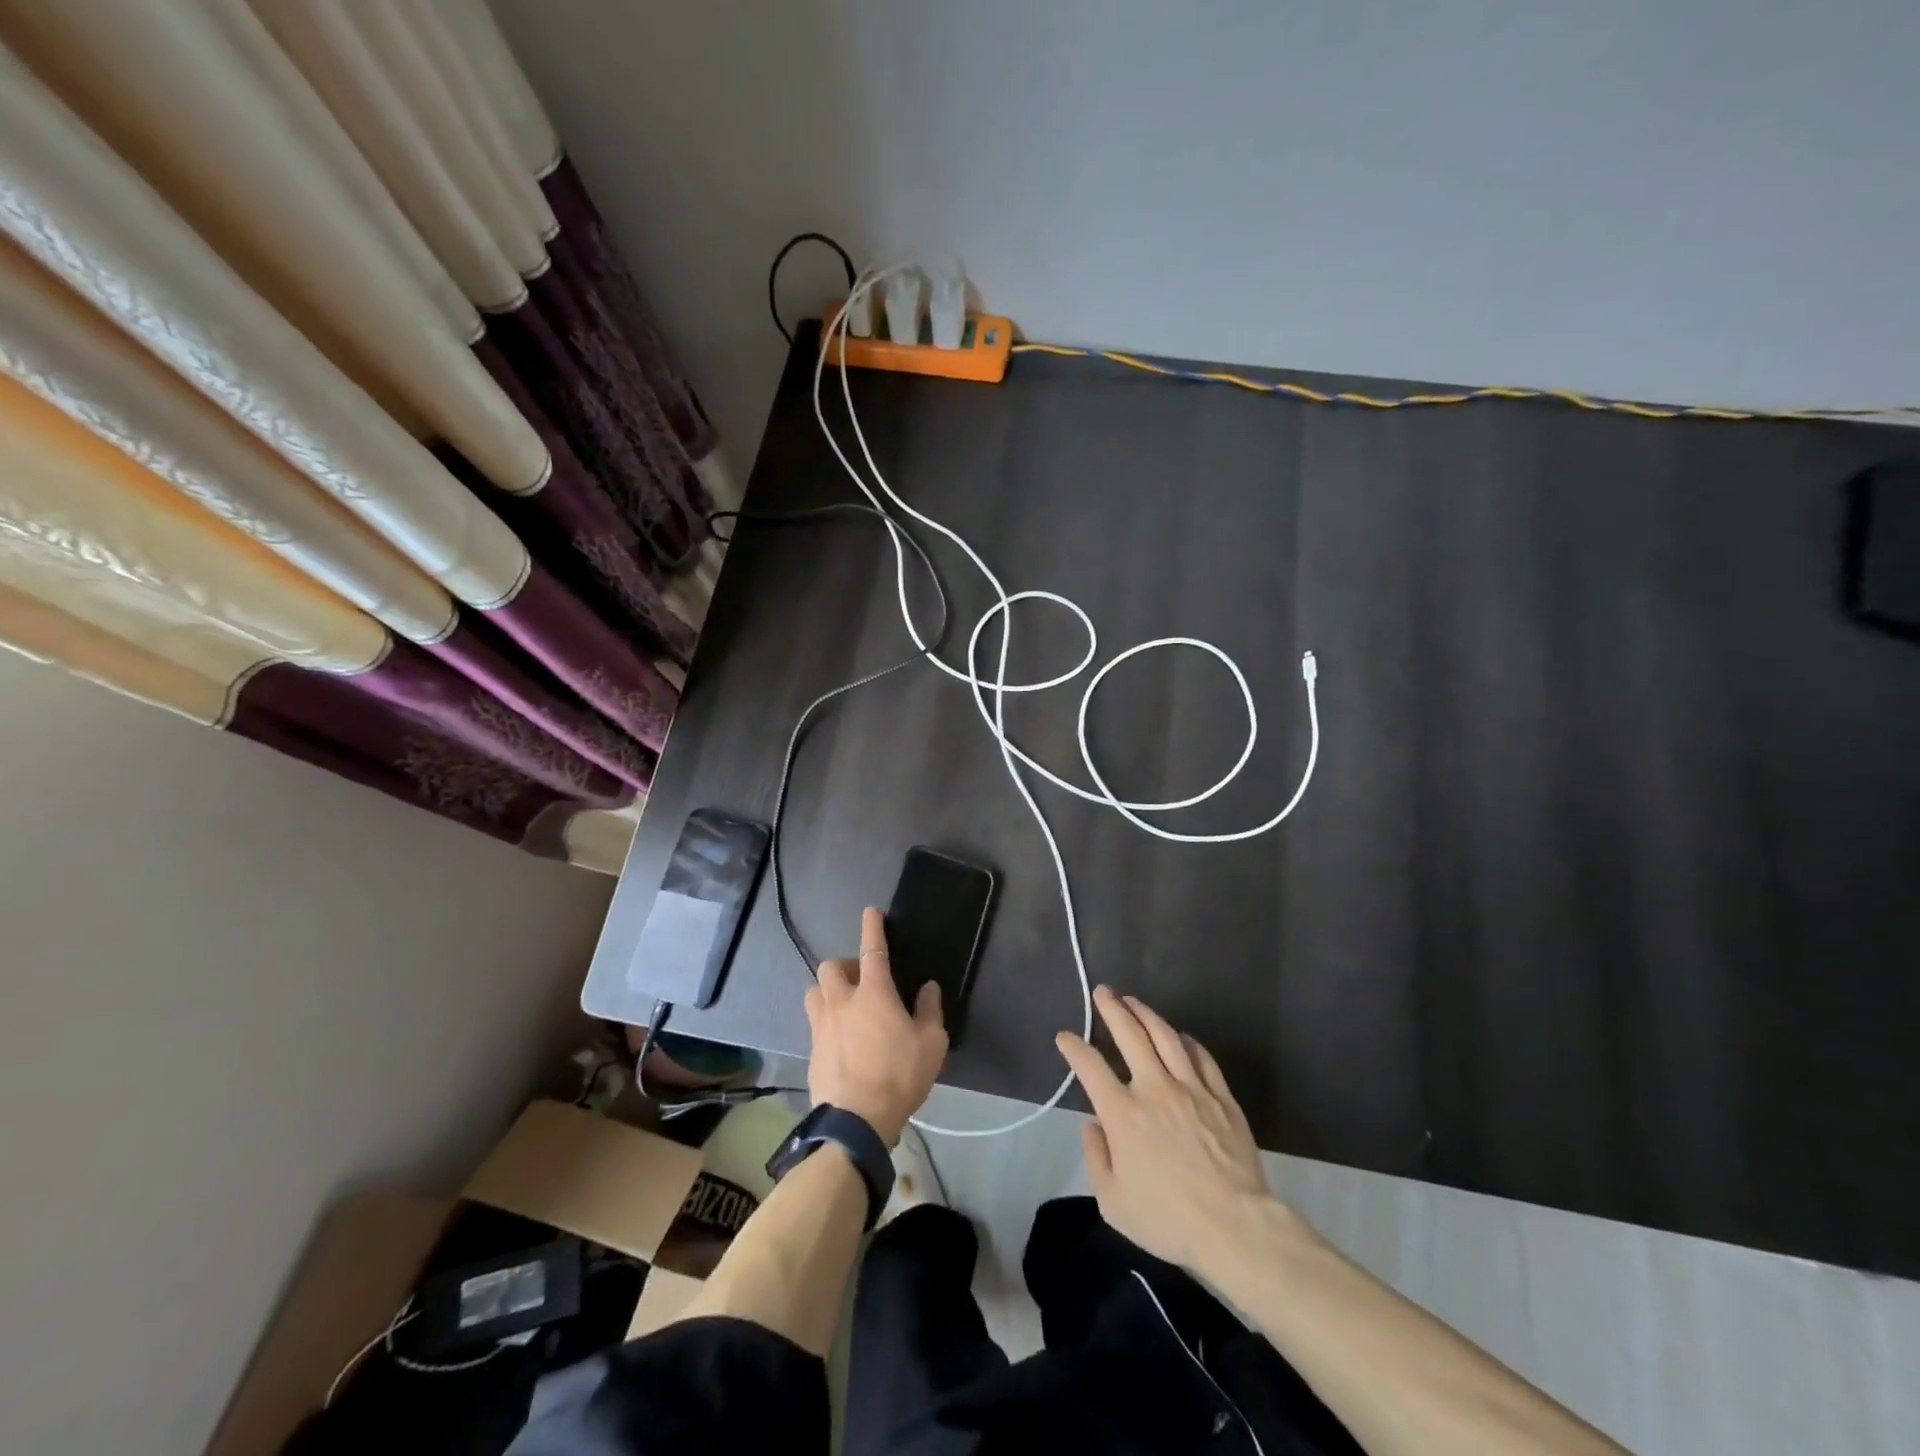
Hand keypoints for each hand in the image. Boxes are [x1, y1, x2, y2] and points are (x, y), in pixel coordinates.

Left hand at [805, 907, 946, 1144]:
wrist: (855, 1122)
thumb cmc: (899, 1077)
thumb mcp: (931, 1044)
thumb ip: (929, 1011)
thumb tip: (927, 988)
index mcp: (873, 993)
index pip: (872, 948)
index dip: (872, 926)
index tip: (871, 911)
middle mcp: (842, 1001)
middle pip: (831, 966)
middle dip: (844, 966)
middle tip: (860, 980)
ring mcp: (821, 1025)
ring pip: (814, 991)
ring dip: (827, 990)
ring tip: (844, 1006)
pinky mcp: (810, 1050)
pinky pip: (814, 1022)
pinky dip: (826, 1021)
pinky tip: (840, 1040)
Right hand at [1056, 986, 1285, 1274]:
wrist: (1235, 1227)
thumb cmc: (1168, 1219)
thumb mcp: (1113, 1202)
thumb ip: (1096, 1158)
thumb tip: (1094, 1126)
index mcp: (1123, 1113)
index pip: (1090, 1066)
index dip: (1073, 1047)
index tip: (1065, 1037)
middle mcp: (1154, 1088)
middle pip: (1129, 1034)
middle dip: (1112, 1009)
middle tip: (1102, 992)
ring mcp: (1191, 1088)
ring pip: (1165, 1036)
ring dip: (1146, 1014)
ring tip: (1133, 1001)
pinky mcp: (1221, 1096)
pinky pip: (1201, 1057)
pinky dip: (1186, 1041)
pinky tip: (1179, 1036)